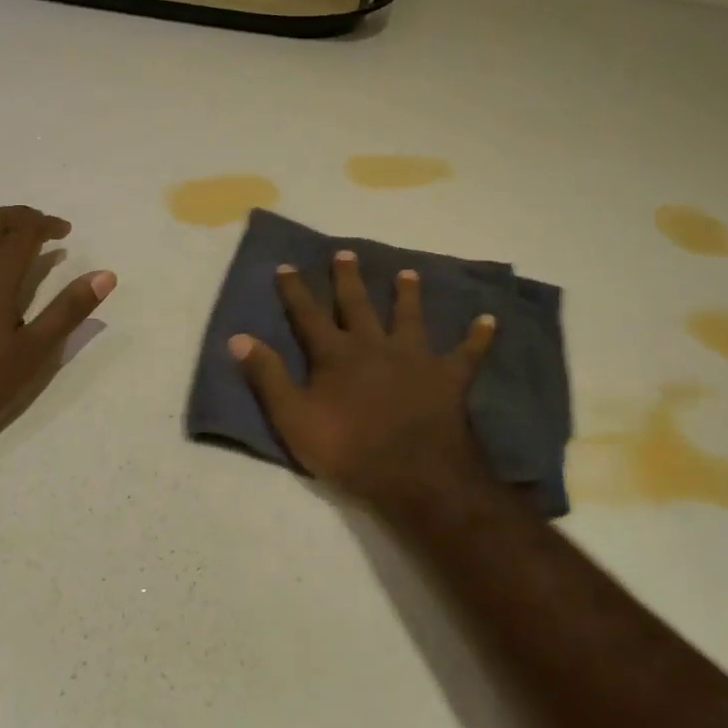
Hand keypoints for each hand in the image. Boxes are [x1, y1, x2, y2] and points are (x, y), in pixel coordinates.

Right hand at [229, 252, 497, 519]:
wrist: (413, 474)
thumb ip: (267, 376)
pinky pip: (466, 353)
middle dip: (348, 279)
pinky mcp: (447, 377)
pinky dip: (478, 337)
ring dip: (407, 294)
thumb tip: (237, 337)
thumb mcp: (292, 418)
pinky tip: (490, 320)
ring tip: (408, 272)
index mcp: (335, 355)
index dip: (295, 290)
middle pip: (358, 305)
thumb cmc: (347, 449)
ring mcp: (414, 358)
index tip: (286, 265)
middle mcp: (373, 345)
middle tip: (347, 253)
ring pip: (409, 317)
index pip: (308, 315)